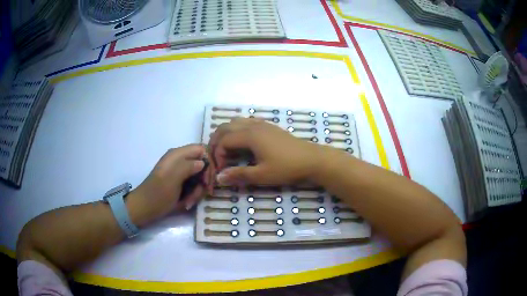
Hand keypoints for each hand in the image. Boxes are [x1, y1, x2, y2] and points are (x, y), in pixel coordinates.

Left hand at [127, 144, 211, 226]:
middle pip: (202, 165)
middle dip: (204, 180)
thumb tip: (203, 162)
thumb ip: (188, 167)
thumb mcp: (173, 179)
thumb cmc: (158, 194)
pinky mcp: (179, 183)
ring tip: (189, 201)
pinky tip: (186, 202)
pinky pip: (193, 186)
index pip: (202, 150)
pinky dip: (192, 195)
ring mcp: (179, 172)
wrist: (145, 209)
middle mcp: (180, 161)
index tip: (208, 179)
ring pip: (199, 178)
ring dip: (197, 191)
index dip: (209, 162)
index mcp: (177, 155)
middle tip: (204, 192)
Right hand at [209, 118, 322, 185]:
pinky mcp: (269, 127)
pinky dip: (237, 131)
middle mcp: (253, 125)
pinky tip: (242, 144)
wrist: (312, 159)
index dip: (217, 154)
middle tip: (215, 157)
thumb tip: (218, 177)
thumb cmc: (287, 168)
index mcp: (250, 135)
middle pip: (226, 127)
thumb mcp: (262, 175)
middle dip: (216, 140)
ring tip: (226, 150)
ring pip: (236, 122)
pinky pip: (246, 123)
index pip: (223, 140)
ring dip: (226, 134)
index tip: (221, 170)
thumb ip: (238, 175)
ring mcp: (262, 124)